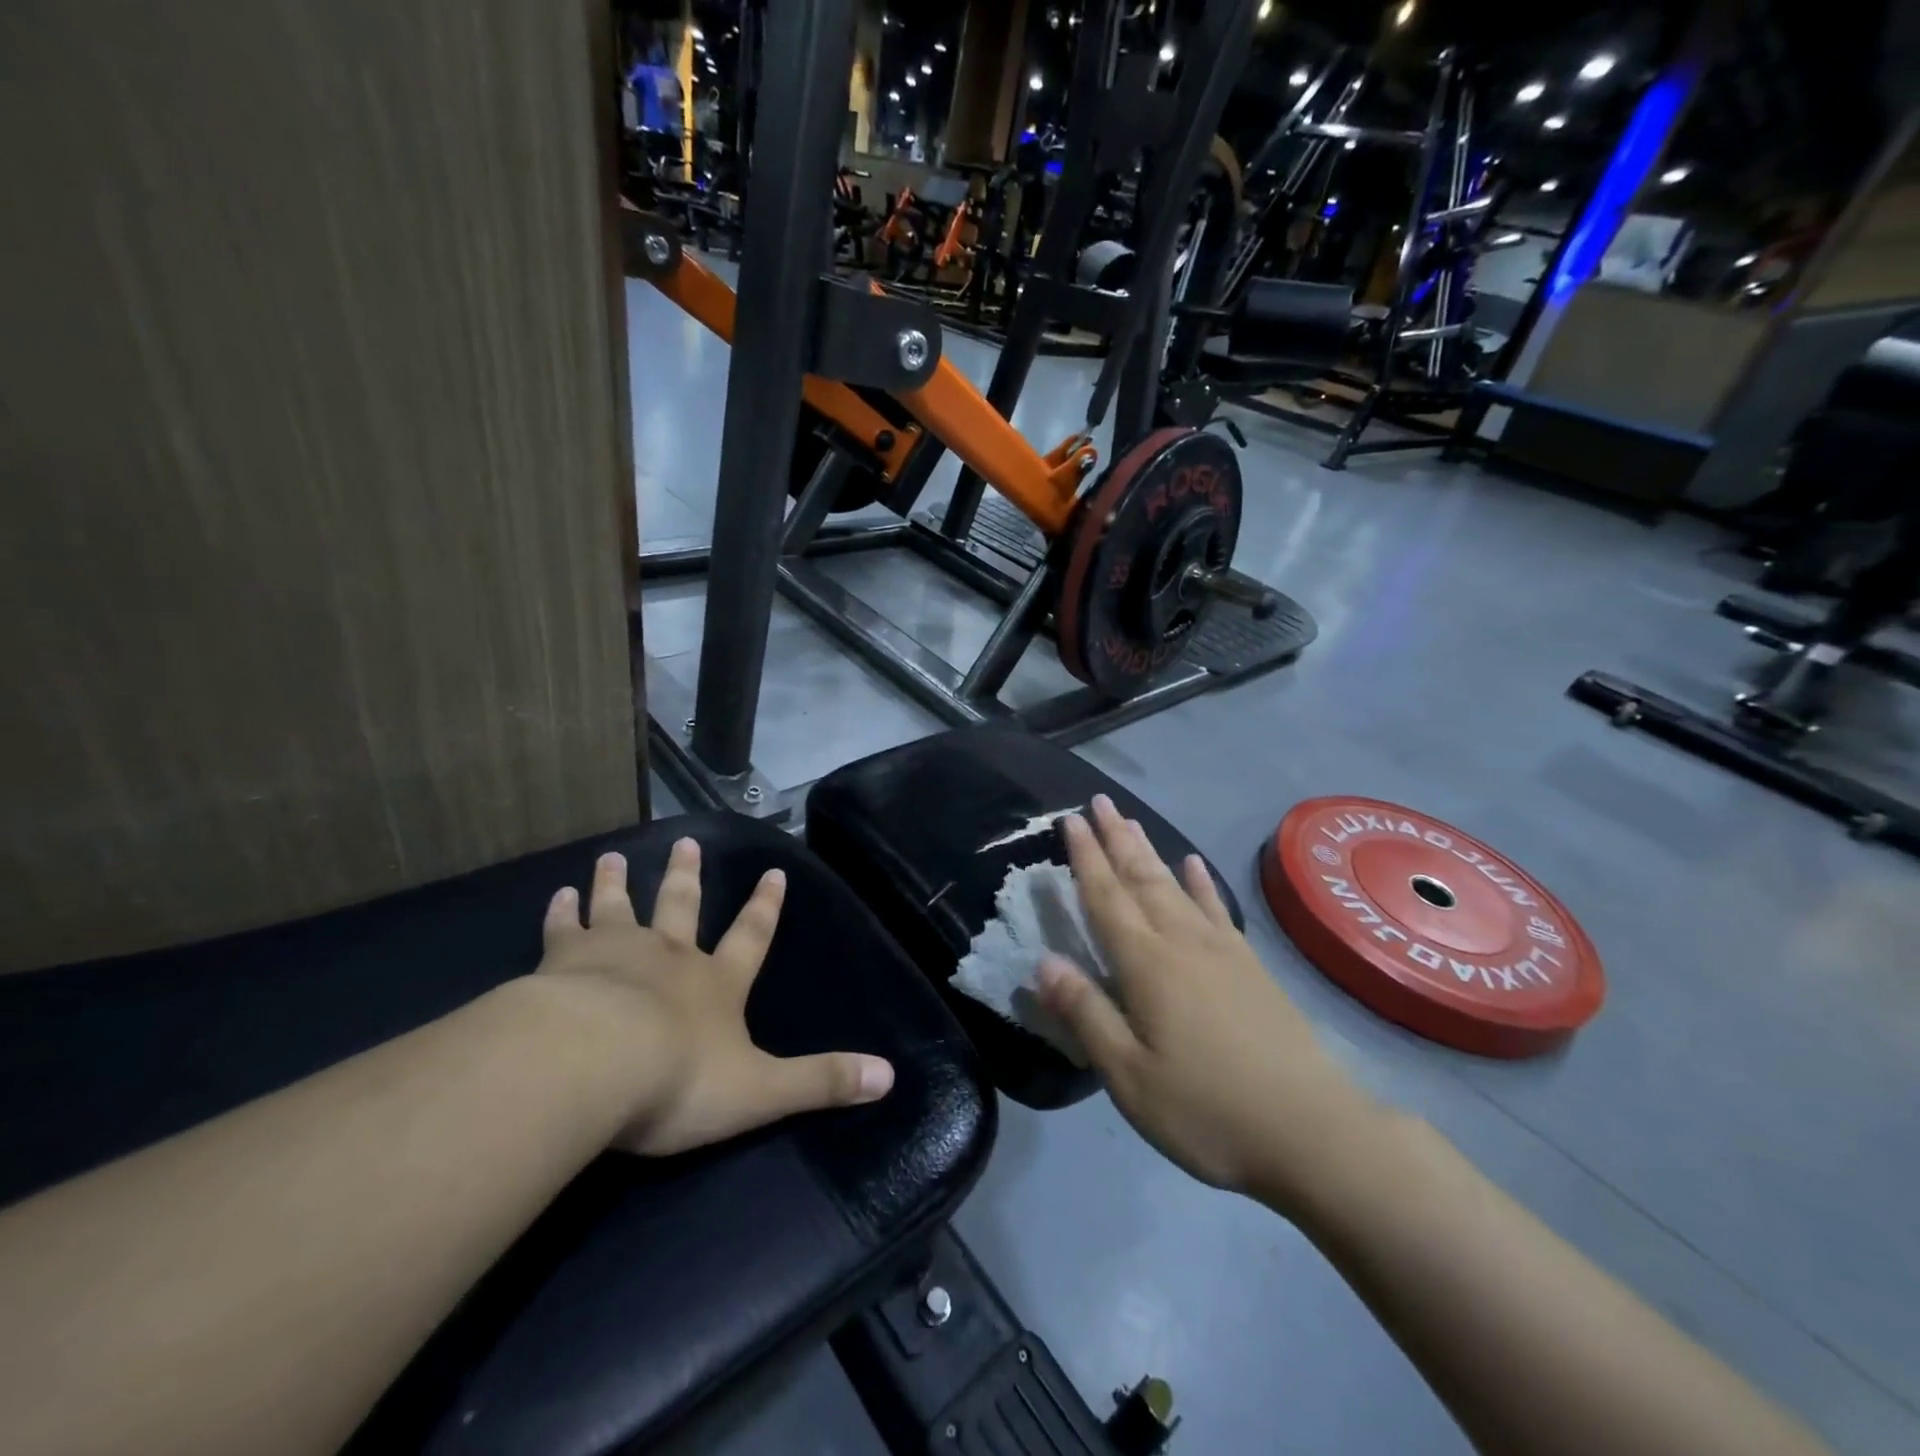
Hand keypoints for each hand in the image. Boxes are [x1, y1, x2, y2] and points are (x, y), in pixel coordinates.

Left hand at [538, 840, 894, 1155]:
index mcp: (716, 983)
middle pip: (681, 906)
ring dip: (618, 883)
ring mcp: (614, 954)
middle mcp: (669, 957)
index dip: (765, 907)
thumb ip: (822, 1082)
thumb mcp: (761, 1091)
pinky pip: (562, 931)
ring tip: (614, 857)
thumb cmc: (678, 1080)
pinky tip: (556, 896)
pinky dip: (561, 914)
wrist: (591, 1066)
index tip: (774, 872)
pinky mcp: (561, 965)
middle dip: (686, 876)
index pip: (751, 937)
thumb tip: (889, 1076)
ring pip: (619, 908)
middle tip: (686, 842)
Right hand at [1036, 797, 1375, 1211]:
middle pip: (1141, 878)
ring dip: (1150, 850)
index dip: (1085, 857)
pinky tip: (1194, 864)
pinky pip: (1217, 908)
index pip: (1106, 897)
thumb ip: (1086, 1014)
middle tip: (1099, 801)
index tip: (1071, 818)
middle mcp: (1181, 942)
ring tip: (1131, 821)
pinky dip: (1201, 882)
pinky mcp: (1250, 966)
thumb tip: (1043, 962)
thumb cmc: (1207, 1110)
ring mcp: (1221, 950)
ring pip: (1175, 885)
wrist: (1312, 1132)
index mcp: (1146, 964)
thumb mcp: (1130, 1076)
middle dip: (1116, 838)